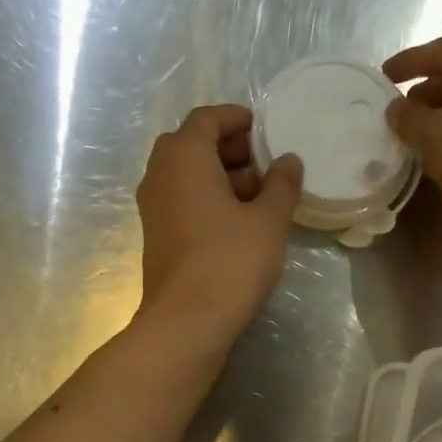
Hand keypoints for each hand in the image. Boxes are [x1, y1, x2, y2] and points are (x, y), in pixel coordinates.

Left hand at [136, 104, 302, 342]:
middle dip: (229, 149)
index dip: (237, 119)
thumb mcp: (268, 220)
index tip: (264, 130)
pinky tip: (237, 223)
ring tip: (258, 198)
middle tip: (264, 166)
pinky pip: (181, 201)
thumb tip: (289, 160)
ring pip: (186, 175)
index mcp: (184, 157)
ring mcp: (153, 207)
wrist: (187, 322)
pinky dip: (206, 199)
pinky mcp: (156, 236)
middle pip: (193, 145)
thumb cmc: (230, 262)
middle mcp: (160, 174)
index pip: (207, 118)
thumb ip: (282, 184)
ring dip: (219, 176)